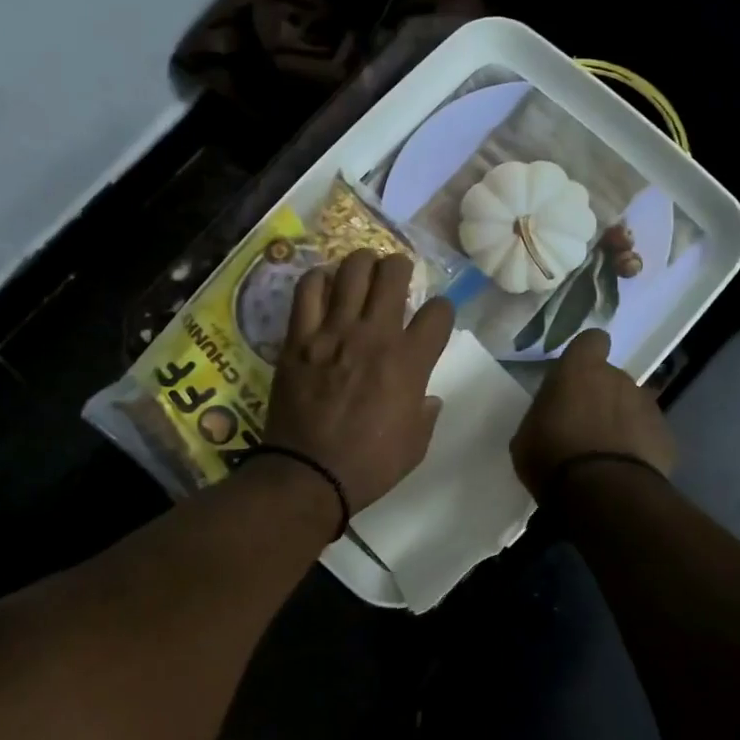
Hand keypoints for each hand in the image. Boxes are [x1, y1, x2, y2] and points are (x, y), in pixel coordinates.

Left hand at [264, 250, 454, 514]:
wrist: (308, 475)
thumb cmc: (369, 465)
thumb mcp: (415, 446)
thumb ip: (426, 413)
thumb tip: (427, 396)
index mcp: (410, 362)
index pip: (439, 311)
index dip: (441, 311)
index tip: (433, 321)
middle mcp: (374, 336)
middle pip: (393, 273)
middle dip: (400, 268)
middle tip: (395, 279)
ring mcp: (333, 332)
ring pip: (352, 270)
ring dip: (362, 264)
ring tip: (362, 272)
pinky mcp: (298, 338)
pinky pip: (308, 289)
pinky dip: (319, 280)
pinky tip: (324, 286)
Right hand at [511, 328, 675, 498]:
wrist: (603, 494)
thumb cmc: (552, 457)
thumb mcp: (527, 435)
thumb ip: (544, 414)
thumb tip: (553, 415)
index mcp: (580, 370)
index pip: (592, 340)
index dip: (585, 355)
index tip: (576, 376)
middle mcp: (619, 379)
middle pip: (611, 378)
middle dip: (601, 396)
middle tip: (583, 426)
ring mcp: (648, 407)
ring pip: (632, 406)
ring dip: (621, 422)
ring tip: (605, 454)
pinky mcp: (667, 437)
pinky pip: (648, 435)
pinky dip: (638, 447)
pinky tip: (623, 471)